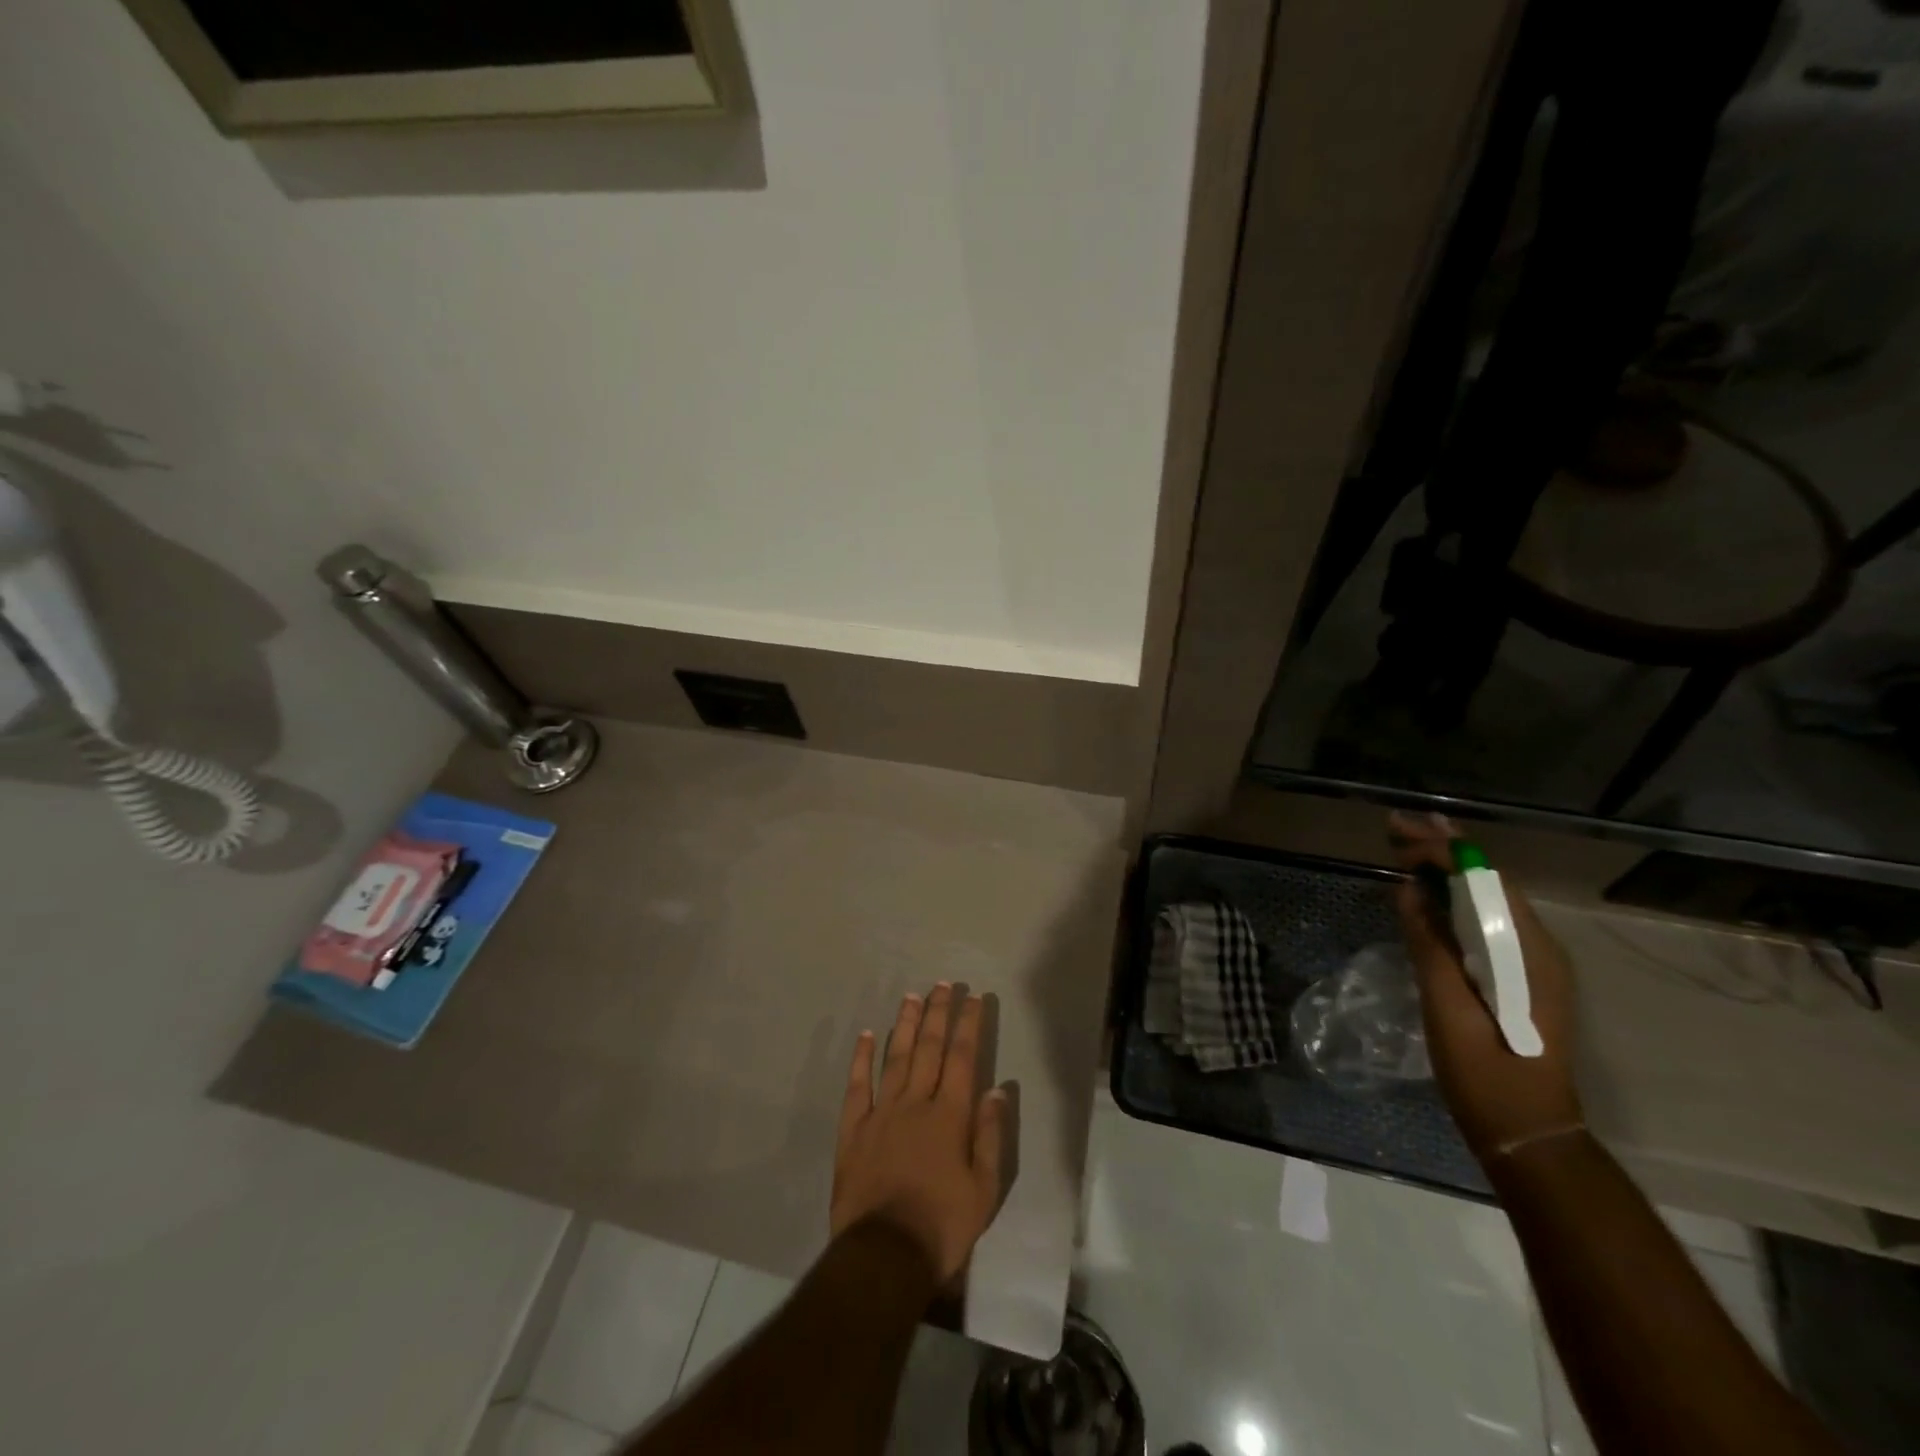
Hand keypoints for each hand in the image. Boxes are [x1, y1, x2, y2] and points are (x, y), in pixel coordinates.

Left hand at [831, 985, 1007, 1283]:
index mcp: (950, 1116)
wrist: (884, 1256)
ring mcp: (881, 1114)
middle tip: (943, 985)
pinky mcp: (854, 1130)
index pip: (963, 1058)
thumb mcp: (984, 1189)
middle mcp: (916, 1103)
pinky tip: (866, 1036)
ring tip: (912, 997)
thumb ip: (989, 1135)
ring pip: (895, 1058)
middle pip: (929, 1049)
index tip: (974, 998)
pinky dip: (862, 1059)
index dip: (969, 1025)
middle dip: (938, 1013)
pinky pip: (857, 1087)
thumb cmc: (942, 1226)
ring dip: (905, 1025)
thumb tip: (996, 1089)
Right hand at [1389, 813, 1585, 1164]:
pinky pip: (1486, 921)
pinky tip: (1427, 891)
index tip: (1398, 838)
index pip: (1485, 881)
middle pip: (1489, 882)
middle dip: (1444, 850)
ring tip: (1405, 847)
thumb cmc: (1486, 1077)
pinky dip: (1454, 897)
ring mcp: (1533, 963)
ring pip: (1488, 899)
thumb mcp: (1448, 1011)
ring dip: (1448, 869)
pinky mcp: (1520, 976)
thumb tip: (1408, 890)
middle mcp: (1539, 948)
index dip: (1442, 852)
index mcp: (1528, 954)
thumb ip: (1430, 946)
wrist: (1529, 1135)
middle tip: (1395, 827)